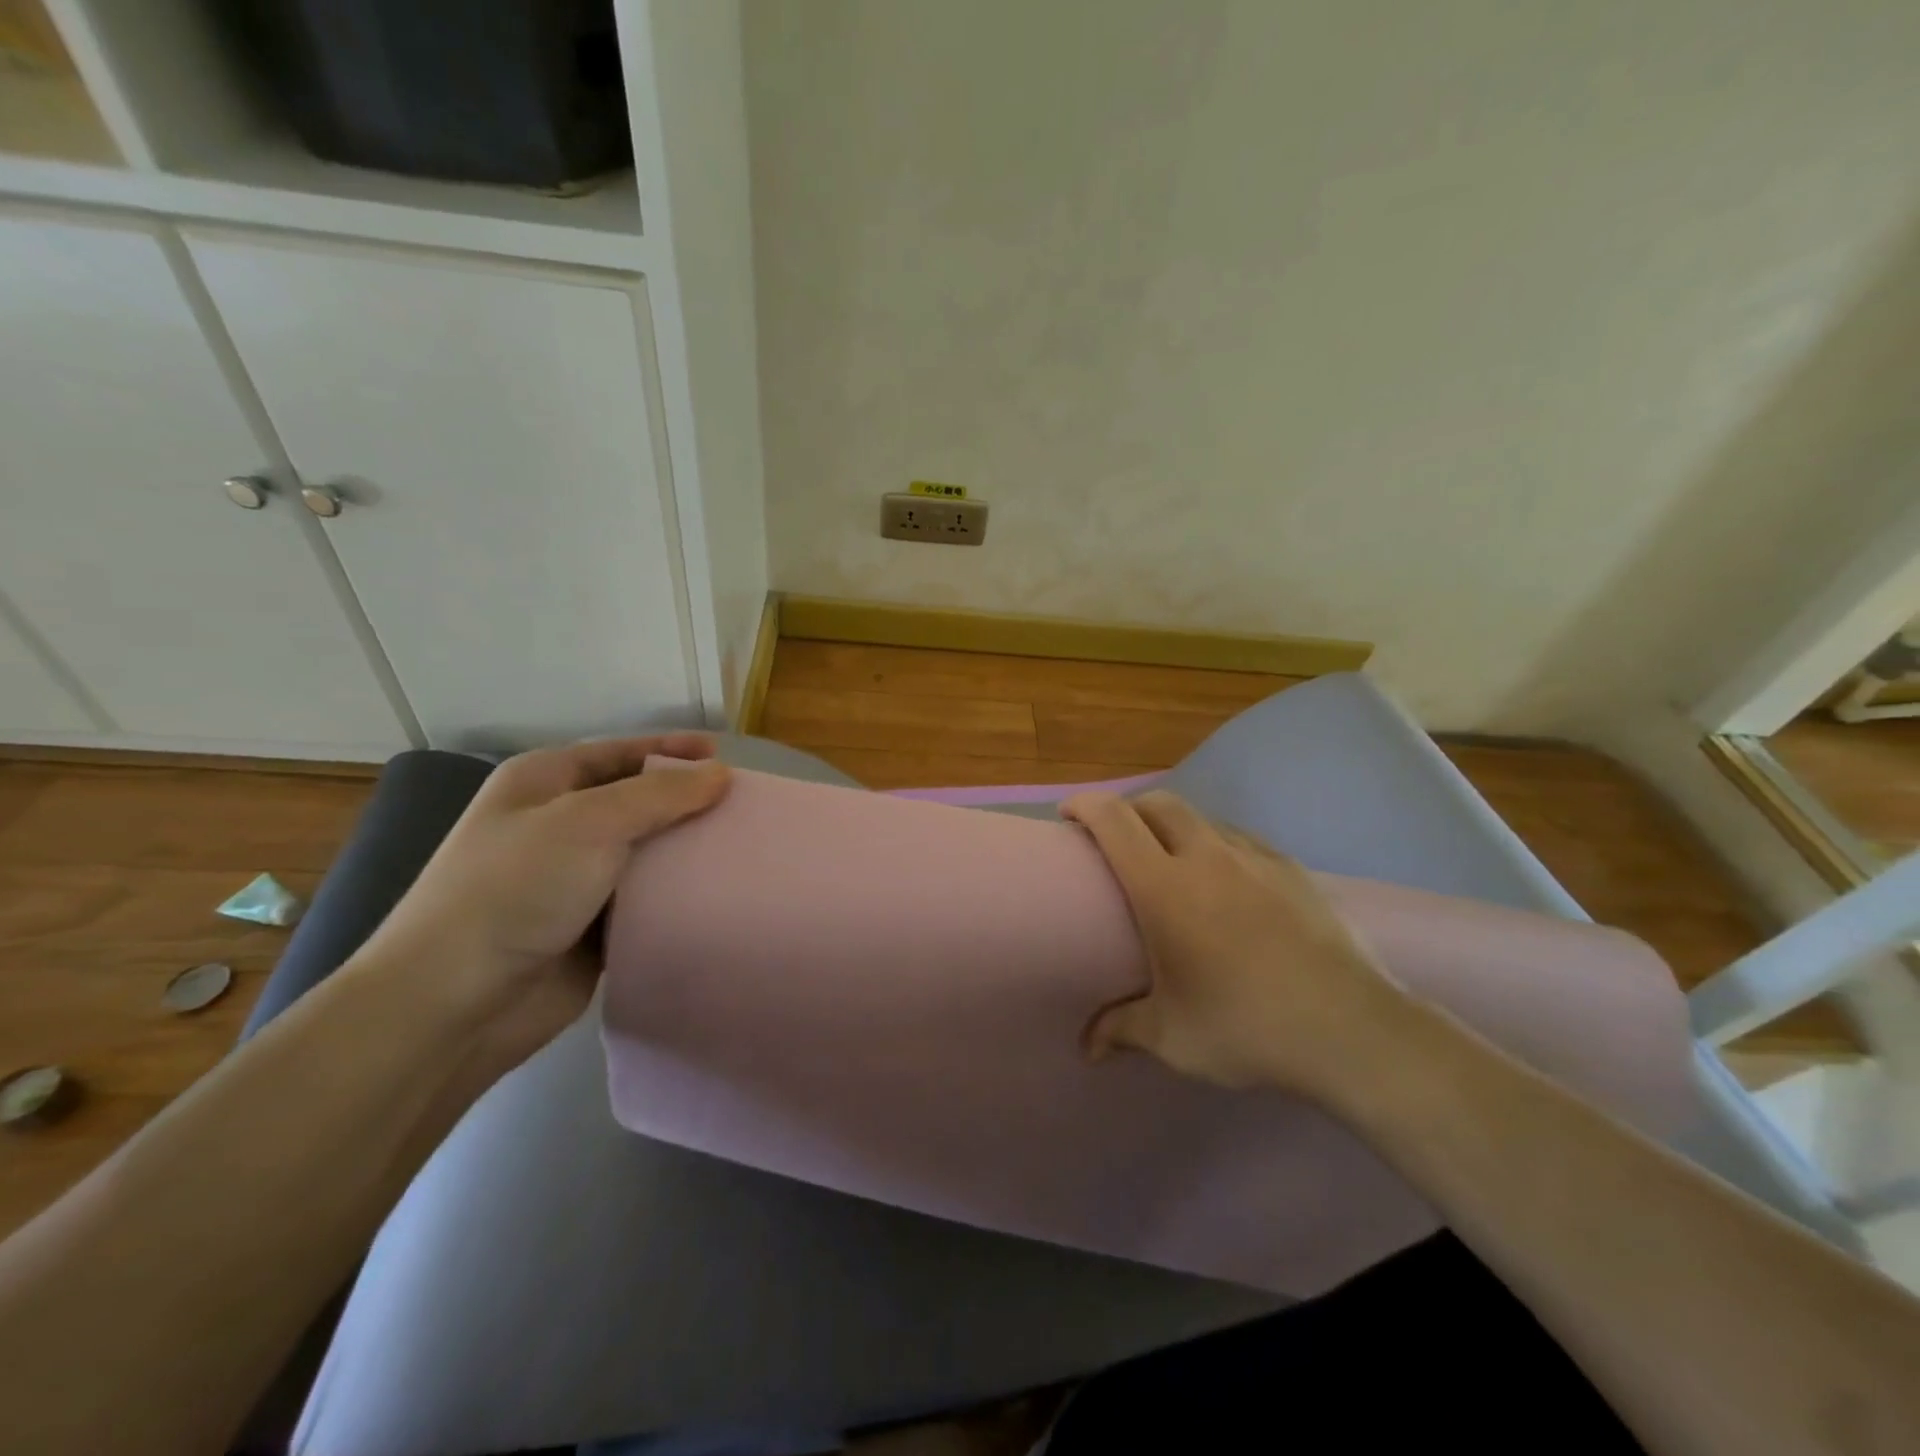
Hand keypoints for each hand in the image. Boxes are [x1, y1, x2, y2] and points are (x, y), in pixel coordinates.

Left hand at [354, 734, 729, 1065]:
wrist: (455, 1003)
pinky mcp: (590, 927)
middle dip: (687, 802)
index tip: (725, 757)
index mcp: (545, 783)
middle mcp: (559, 824)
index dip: (672, 750)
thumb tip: (719, 774)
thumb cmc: (515, 889)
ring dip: (686, 851)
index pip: (621, 753)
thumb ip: (660, 794)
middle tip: (744, 807)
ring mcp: (573, 879)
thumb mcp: (589, 822)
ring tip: (741, 848)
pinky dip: (676, 894)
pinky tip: (715, 893)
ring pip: (645, 852)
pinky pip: (645, 899)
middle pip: (638, 801)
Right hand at [1062, 790, 1405, 1097]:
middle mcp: (1206, 858)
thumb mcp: (1172, 1036)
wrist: (1352, 1031)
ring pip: (1202, 817)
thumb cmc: (1246, 1027)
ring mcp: (1255, 858)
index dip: (1085, 805)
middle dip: (1128, 808)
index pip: (1114, 820)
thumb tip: (1088, 1050)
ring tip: (1170, 860)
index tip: (1068, 814)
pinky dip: (1216, 844)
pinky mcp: (1291, 870)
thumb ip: (1122, 1029)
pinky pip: (1240, 839)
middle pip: (1159, 803)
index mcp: (1164, 887)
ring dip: (1174, 825)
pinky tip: (1225, 881)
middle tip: (1116, 838)